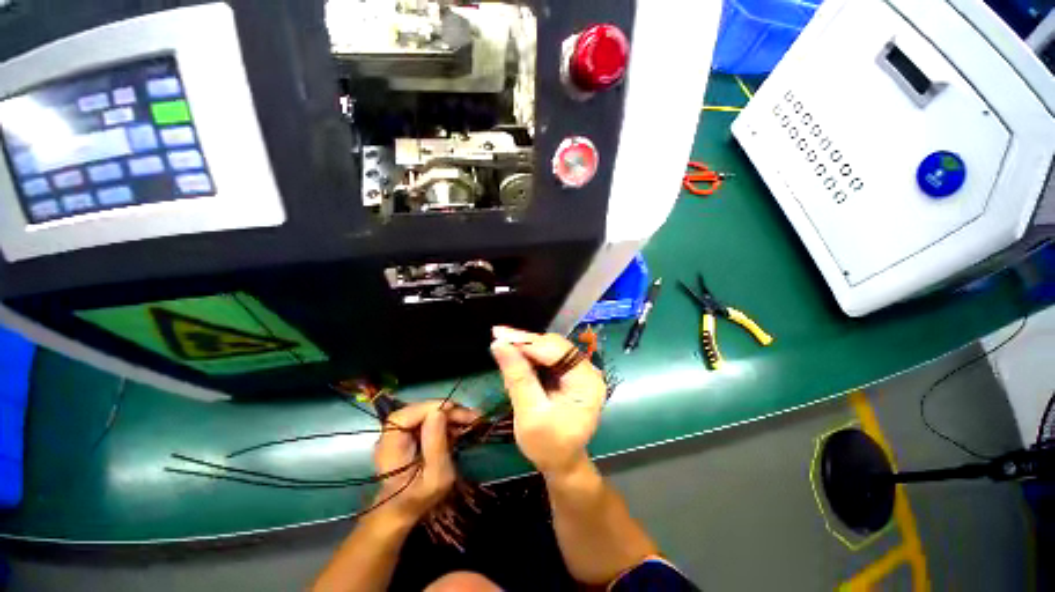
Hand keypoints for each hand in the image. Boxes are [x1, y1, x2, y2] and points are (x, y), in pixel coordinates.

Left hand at [372, 401, 477, 524]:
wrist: (402, 510)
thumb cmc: (419, 498)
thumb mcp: (435, 477)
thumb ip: (436, 444)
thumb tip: (439, 412)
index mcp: (390, 447)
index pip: (406, 415)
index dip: (430, 407)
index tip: (455, 410)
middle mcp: (390, 435)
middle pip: (418, 411)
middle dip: (446, 410)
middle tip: (471, 416)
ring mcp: (398, 433)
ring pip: (425, 413)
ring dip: (448, 414)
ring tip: (470, 420)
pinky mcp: (407, 434)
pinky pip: (426, 419)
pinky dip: (444, 420)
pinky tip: (460, 426)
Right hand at [490, 326, 606, 476]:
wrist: (560, 463)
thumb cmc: (547, 445)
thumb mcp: (529, 414)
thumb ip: (517, 377)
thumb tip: (500, 344)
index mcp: (586, 382)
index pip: (555, 350)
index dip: (526, 342)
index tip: (499, 336)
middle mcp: (587, 370)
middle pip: (553, 345)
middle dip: (524, 343)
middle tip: (497, 339)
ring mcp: (579, 371)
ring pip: (548, 347)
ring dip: (525, 348)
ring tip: (503, 349)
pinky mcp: (570, 374)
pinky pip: (548, 356)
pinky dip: (530, 357)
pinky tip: (515, 359)